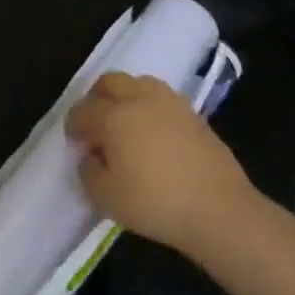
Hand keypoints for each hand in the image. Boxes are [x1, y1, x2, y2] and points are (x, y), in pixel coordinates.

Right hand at [65, 72, 264, 253]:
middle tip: (95, 124)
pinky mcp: (196, 118)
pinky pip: (163, 100)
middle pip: (110, 82)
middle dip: (96, 98)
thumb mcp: (104, 196)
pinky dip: (150, 109)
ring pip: (140, 84)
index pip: (83, 110)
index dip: (73, 125)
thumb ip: (88, 170)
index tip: (75, 143)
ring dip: (126, 97)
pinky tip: (152, 134)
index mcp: (114, 117)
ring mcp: (172, 106)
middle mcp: (141, 101)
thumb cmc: (155, 203)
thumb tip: (92, 155)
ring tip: (125, 124)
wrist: (221, 212)